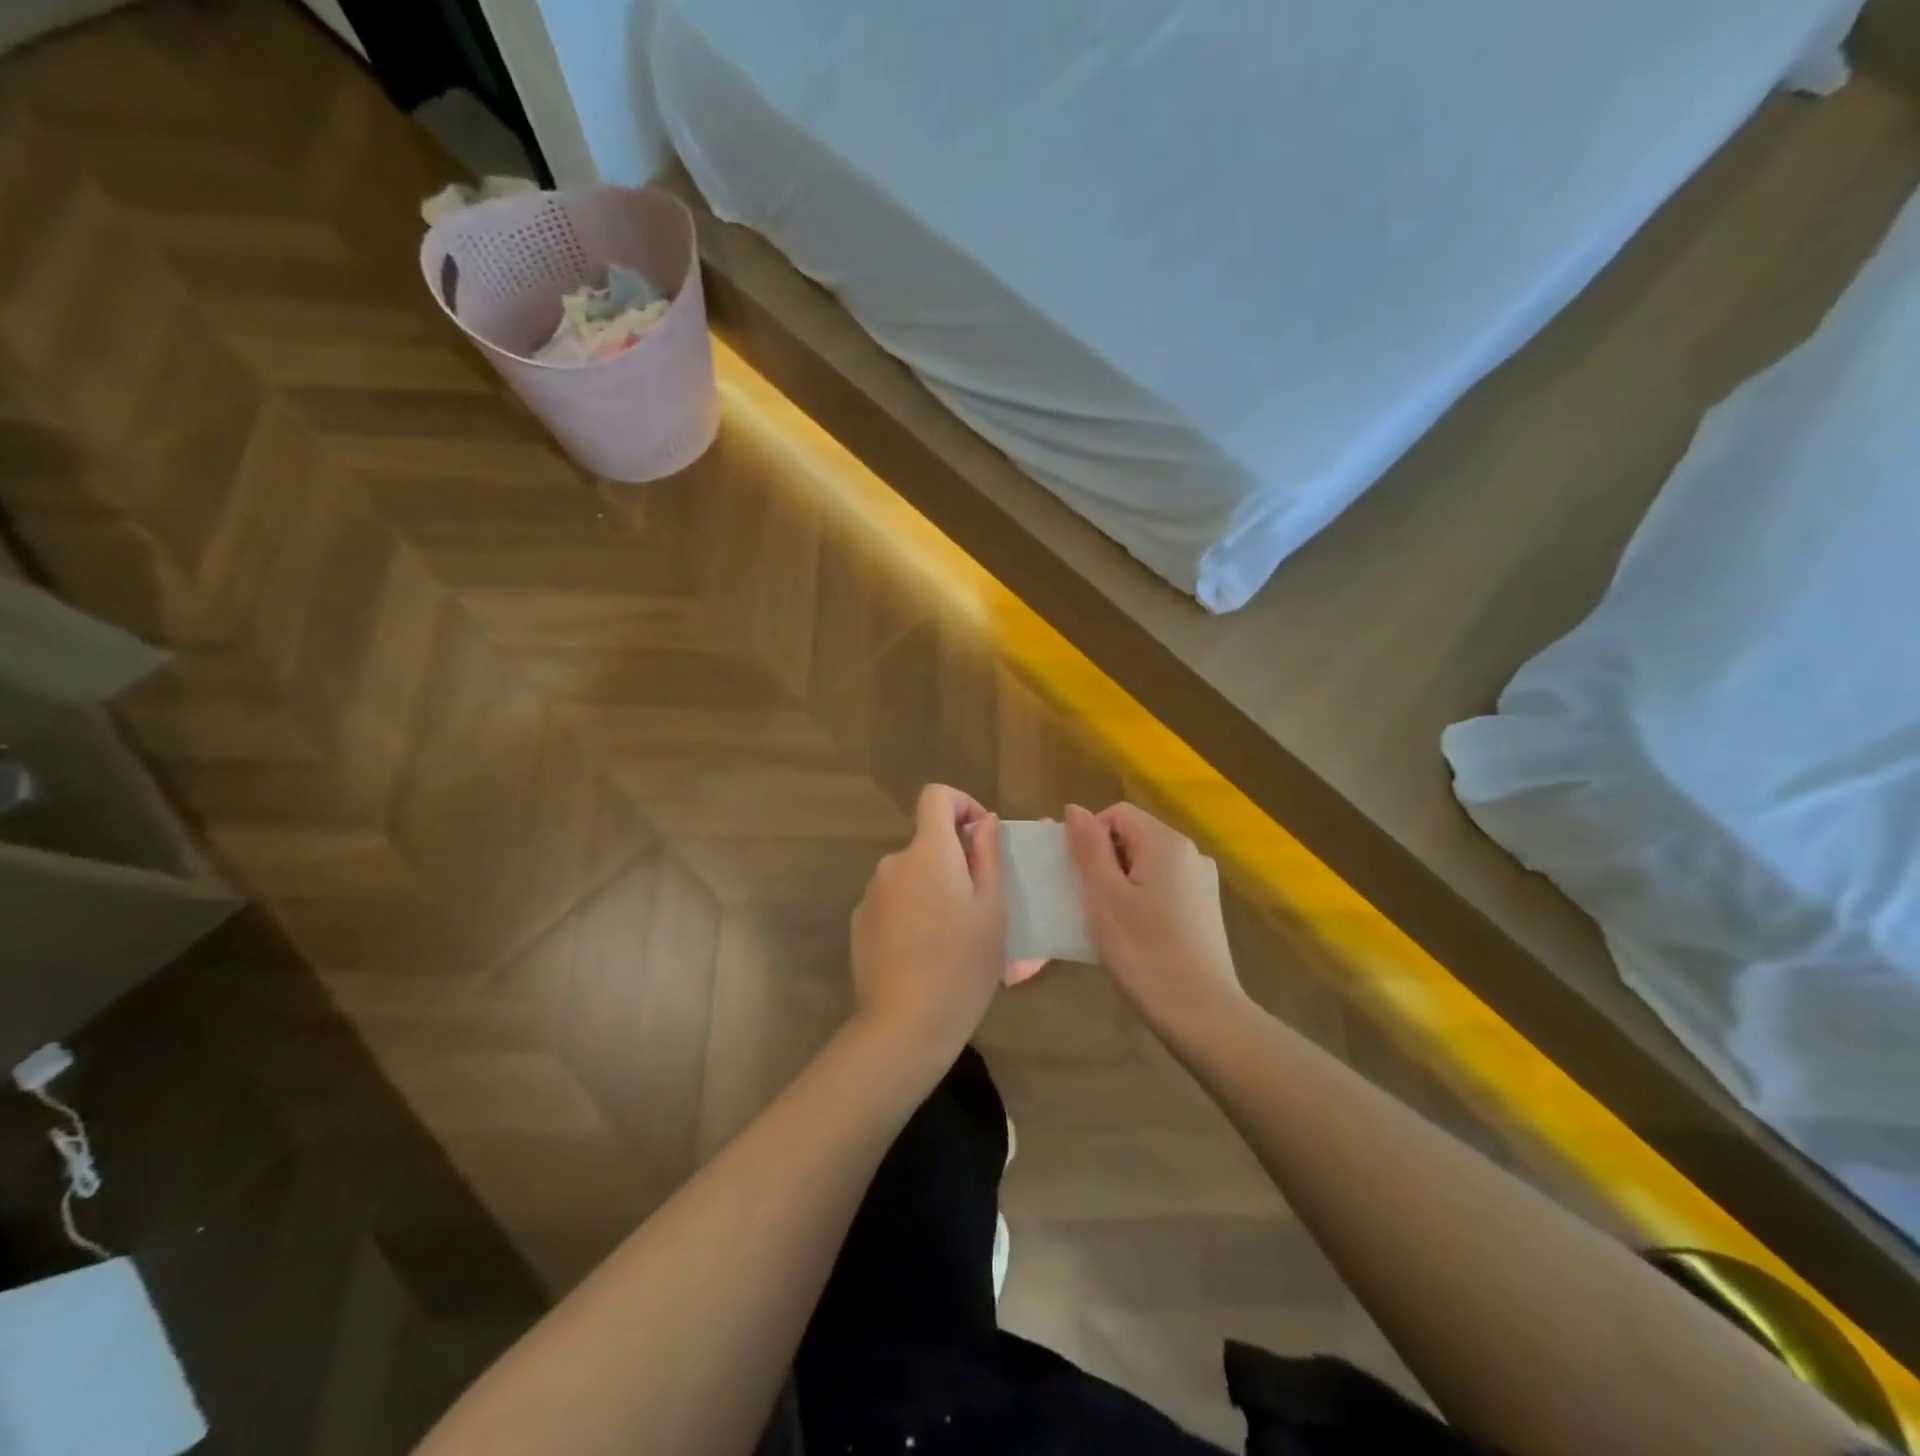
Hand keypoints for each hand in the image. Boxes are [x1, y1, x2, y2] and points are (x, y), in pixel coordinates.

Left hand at [851, 785, 1006, 1066]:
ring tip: (952, 937)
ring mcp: (871, 894)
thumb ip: (989, 855)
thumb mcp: (993, 909)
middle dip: (953, 860)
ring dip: (932, 889)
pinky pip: (892, 901)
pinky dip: (910, 912)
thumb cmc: (962, 964)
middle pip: (926, 842)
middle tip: (978, 906)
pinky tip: (923, 953)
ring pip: (910, 874)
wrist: (904, 1024)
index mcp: (928, 852)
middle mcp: (893, 863)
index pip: (936, 796)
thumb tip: (985, 821)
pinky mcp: (860, 922)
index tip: (981, 839)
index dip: (962, 804)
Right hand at [1065, 802, 1246, 1041]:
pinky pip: (1163, 888)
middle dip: (1104, 861)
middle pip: (1134, 837)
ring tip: (1107, 923)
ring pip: (1147, 865)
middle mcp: (1191, 853)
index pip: (1116, 814)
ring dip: (1120, 883)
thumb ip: (1088, 848)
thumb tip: (1074, 809)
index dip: (1089, 837)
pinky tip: (1134, 936)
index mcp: (1167, 842)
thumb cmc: (1144, 952)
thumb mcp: (1104, 897)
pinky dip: (1141, 900)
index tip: (1077, 877)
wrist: (1202, 1015)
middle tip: (1086, 902)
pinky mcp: (1206, 910)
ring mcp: (1202, 882)